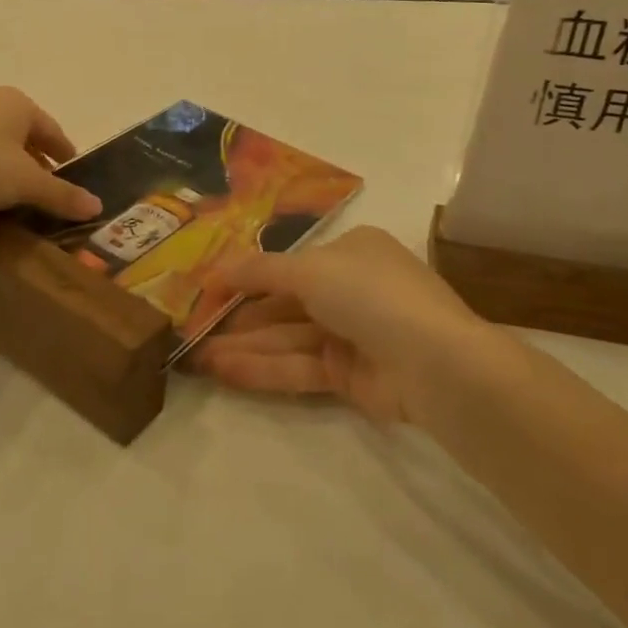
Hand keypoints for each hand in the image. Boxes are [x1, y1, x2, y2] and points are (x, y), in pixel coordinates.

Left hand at [0, 87, 102, 222]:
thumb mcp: (25, 185)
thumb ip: (62, 195)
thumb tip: (97, 206)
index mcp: (18, 103)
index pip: (53, 131)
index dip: (65, 155)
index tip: (72, 176)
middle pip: (23, 135)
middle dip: (35, 162)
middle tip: (44, 191)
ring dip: (7, 166)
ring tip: (11, 196)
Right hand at [186, 226, 486, 424]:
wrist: (434, 362)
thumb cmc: (369, 294)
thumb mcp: (309, 269)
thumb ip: (260, 271)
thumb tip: (216, 269)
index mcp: (351, 251)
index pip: (289, 263)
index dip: (247, 275)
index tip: (206, 290)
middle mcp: (351, 288)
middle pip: (285, 302)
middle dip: (240, 316)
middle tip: (193, 329)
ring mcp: (352, 334)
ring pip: (288, 337)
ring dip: (244, 346)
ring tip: (197, 357)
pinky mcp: (350, 376)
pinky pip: (299, 366)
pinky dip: (263, 368)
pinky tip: (224, 371)